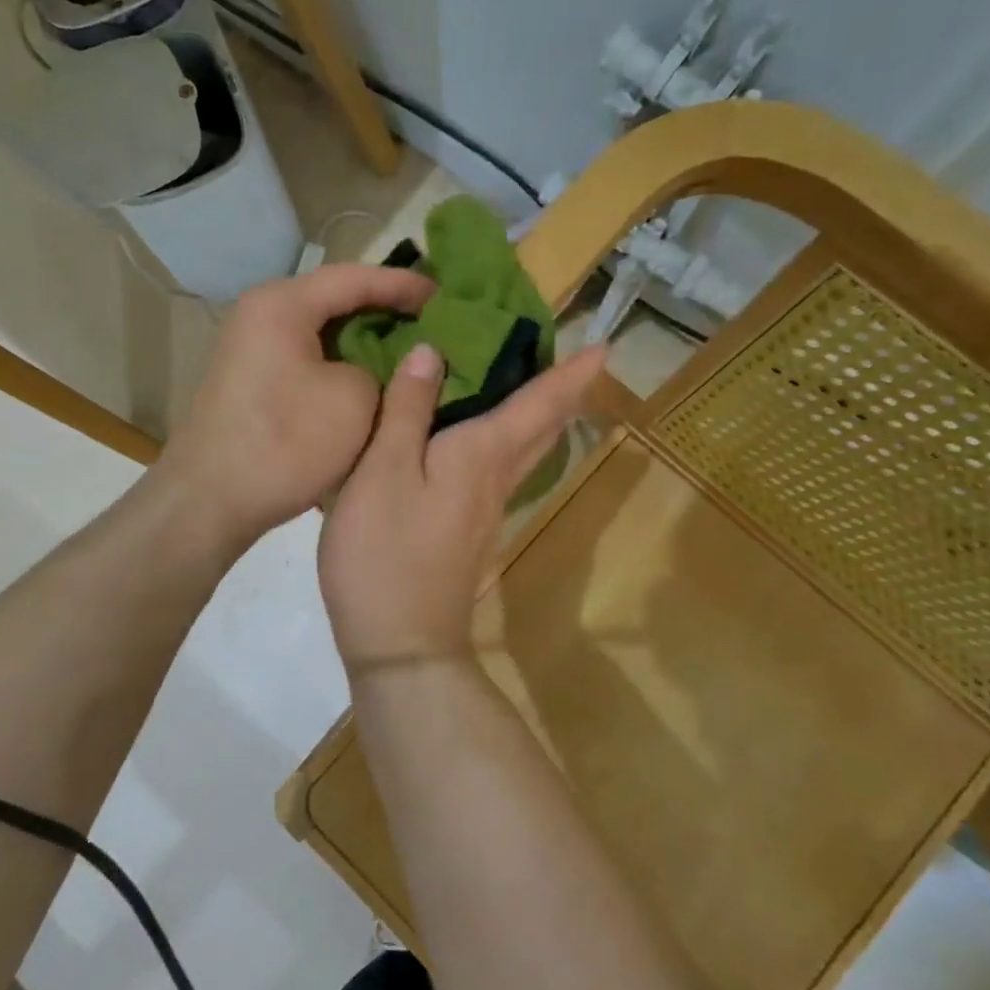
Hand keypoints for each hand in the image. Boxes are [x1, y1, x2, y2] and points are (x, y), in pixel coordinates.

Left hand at [156, 264, 436, 549]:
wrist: (209, 501)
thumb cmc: (285, 443)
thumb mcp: (354, 400)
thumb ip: (381, 370)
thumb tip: (380, 369)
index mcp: (282, 304)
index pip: (355, 277)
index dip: (404, 285)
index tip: (444, 297)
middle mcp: (260, 314)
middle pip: (334, 299)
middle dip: (384, 310)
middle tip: (432, 322)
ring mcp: (251, 348)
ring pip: (321, 332)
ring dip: (363, 340)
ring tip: (408, 350)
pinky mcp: (251, 381)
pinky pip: (306, 357)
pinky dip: (340, 363)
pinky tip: (369, 380)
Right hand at [319, 339, 606, 670]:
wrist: (401, 643)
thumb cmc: (386, 552)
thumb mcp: (384, 470)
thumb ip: (408, 410)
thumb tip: (432, 351)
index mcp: (482, 455)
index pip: (539, 404)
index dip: (572, 373)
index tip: (605, 346)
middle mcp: (496, 480)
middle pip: (543, 430)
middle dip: (564, 394)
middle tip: (577, 362)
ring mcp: (486, 512)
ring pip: (526, 454)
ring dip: (542, 419)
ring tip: (538, 389)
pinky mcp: (469, 535)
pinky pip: (502, 472)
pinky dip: (508, 444)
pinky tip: (486, 444)